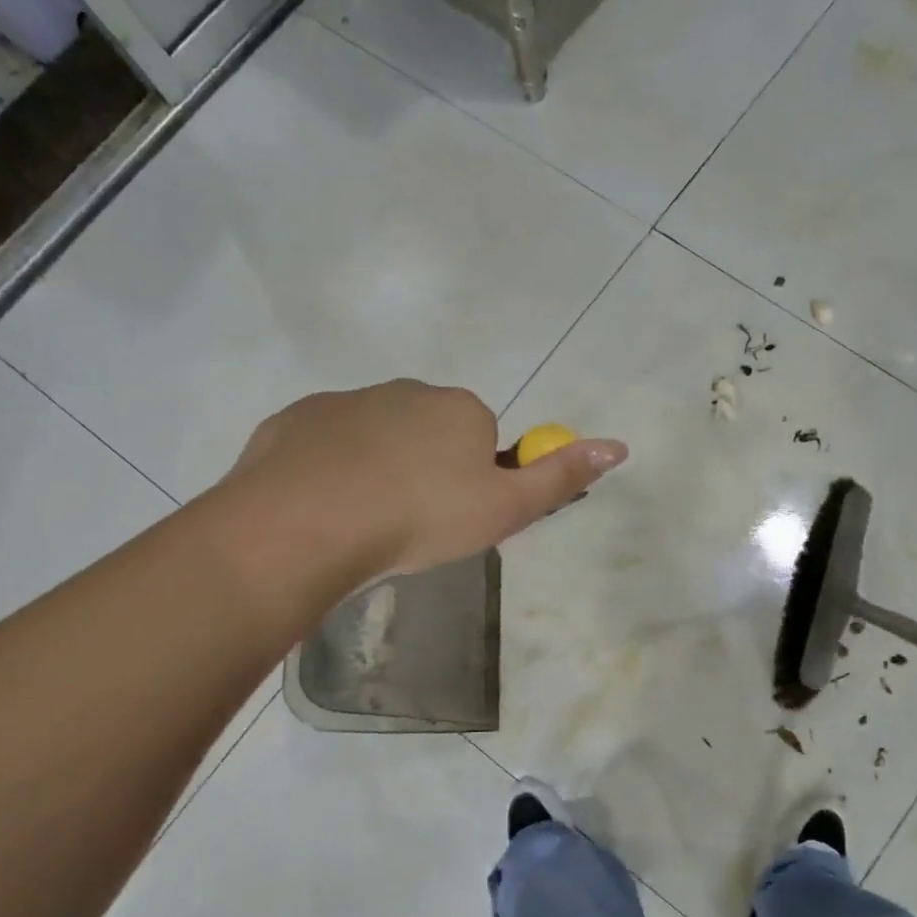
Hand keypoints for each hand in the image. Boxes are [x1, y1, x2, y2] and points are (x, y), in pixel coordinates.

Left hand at [219, 380, 625, 577]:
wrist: (309, 525)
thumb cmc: (421, 518)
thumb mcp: (505, 509)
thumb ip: (561, 477)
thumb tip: (618, 446)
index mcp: (460, 409)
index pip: (482, 438)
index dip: (474, 480)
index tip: (454, 517)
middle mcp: (407, 391)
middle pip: (430, 432)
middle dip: (427, 469)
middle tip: (412, 524)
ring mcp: (347, 400)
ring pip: (377, 436)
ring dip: (379, 468)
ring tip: (365, 522)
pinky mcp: (298, 418)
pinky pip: (327, 443)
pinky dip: (332, 468)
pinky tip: (325, 507)